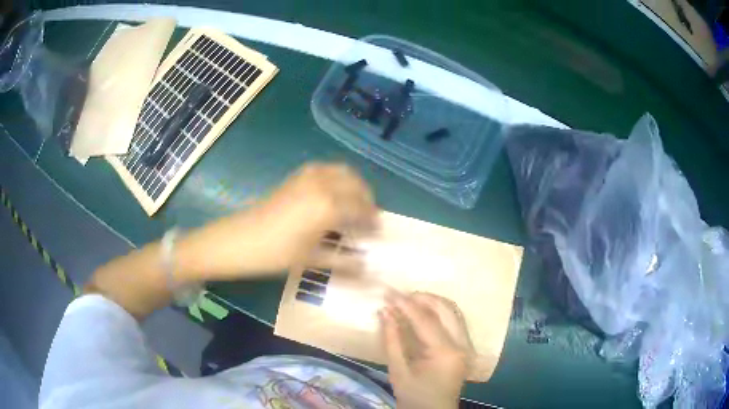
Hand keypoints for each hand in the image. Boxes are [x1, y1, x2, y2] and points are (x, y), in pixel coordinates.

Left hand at [179, 163, 375, 278]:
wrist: (238, 240)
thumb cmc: (275, 254)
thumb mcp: (311, 260)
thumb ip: (343, 263)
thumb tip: (367, 269)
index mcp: (329, 205)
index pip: (362, 209)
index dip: (372, 221)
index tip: (377, 232)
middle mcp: (322, 184)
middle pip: (356, 186)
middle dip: (367, 200)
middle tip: (368, 218)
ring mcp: (308, 176)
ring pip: (343, 172)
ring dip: (354, 186)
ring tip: (354, 205)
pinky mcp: (296, 176)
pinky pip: (326, 170)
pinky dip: (338, 178)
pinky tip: (333, 195)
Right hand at [379, 292, 473, 408]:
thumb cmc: (414, 397)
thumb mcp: (398, 371)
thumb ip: (392, 339)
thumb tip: (384, 311)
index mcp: (445, 353)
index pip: (425, 320)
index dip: (405, 304)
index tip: (388, 292)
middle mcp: (462, 345)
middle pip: (446, 309)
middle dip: (423, 298)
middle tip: (400, 295)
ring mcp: (467, 346)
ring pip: (454, 312)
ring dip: (433, 302)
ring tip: (410, 300)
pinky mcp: (466, 348)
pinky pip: (456, 321)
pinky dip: (440, 312)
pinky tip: (425, 312)